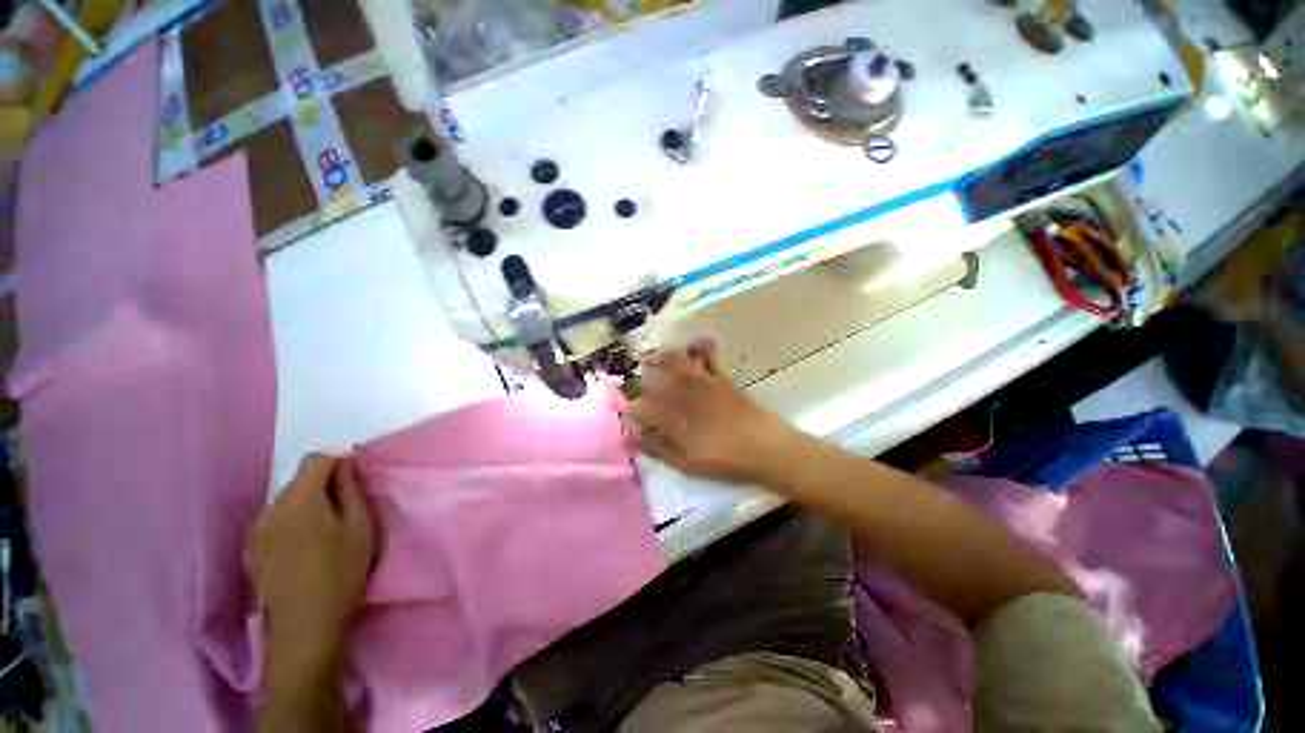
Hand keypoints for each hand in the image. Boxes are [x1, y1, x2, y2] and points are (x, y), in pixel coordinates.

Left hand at [250, 453, 376, 665]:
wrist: (305, 626)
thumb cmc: (342, 570)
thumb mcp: (361, 525)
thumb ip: (352, 489)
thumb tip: (345, 463)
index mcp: (299, 498)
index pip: (315, 460)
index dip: (337, 465)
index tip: (353, 485)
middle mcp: (271, 508)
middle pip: (298, 481)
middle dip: (322, 487)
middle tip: (345, 513)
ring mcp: (257, 532)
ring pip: (286, 502)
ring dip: (306, 507)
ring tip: (324, 535)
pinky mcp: (252, 552)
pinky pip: (275, 523)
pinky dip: (291, 525)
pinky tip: (304, 551)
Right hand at [624, 342, 795, 482]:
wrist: (763, 445)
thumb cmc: (724, 458)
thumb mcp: (687, 462)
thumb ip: (658, 448)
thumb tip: (632, 438)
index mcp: (675, 417)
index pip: (645, 408)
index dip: (633, 408)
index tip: (626, 410)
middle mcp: (685, 396)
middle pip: (658, 380)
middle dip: (643, 378)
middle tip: (634, 379)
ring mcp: (703, 383)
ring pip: (677, 364)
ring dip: (662, 359)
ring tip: (651, 358)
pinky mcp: (720, 378)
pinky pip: (707, 357)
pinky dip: (699, 347)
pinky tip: (693, 346)